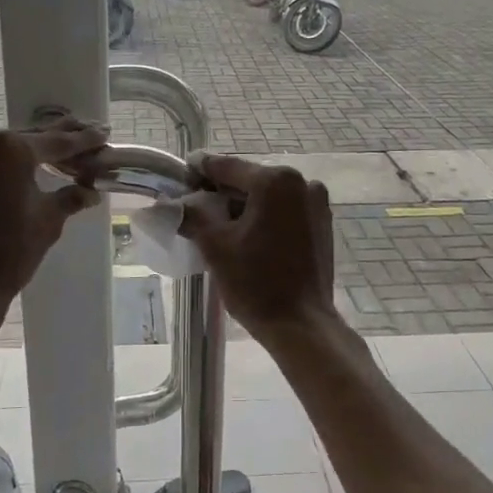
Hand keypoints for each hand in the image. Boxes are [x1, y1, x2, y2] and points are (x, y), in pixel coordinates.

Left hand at [0, 120, 106, 305]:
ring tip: (58, 152)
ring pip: (2, 148)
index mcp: (9, 148)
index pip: (55, 142)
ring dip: (28, 152)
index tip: (102, 134)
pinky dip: (3, 163)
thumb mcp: (48, 220)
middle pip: (27, 140)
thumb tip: (89, 190)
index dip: (82, 140)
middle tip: (84, 134)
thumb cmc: (10, 251)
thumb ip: (70, 196)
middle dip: (56, 141)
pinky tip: (23, 166)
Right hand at [177, 153, 337, 338]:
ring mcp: (316, 204)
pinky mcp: (322, 225)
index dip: (199, 171)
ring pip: (268, 197)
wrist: (301, 325)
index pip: (226, 167)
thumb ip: (191, 215)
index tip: (180, 175)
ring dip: (243, 206)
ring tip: (218, 226)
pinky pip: (284, 212)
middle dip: (221, 192)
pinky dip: (264, 217)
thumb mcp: (215, 246)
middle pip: (249, 180)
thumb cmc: (256, 283)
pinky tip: (247, 237)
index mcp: (275, 181)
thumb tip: (170, 203)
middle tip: (194, 207)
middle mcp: (301, 183)